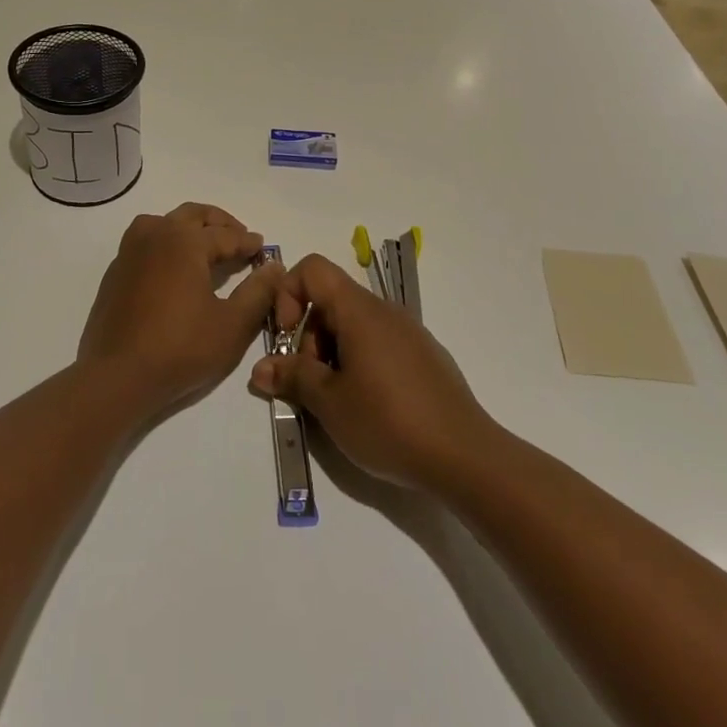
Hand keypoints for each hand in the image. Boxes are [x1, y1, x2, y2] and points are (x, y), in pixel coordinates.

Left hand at [77, 202, 281, 420]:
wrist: (117, 375)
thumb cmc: (180, 348)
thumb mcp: (232, 325)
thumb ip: (258, 292)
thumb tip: (274, 266)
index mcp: (185, 241)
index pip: (226, 235)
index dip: (248, 242)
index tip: (263, 249)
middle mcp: (156, 234)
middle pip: (193, 216)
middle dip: (220, 223)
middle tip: (239, 237)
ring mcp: (130, 251)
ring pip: (164, 222)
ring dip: (189, 226)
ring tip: (206, 246)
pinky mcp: (116, 271)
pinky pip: (146, 242)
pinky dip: (166, 243)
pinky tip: (173, 267)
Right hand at [247, 253, 496, 489]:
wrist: (466, 457)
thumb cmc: (389, 422)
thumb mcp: (330, 404)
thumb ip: (293, 378)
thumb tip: (260, 369)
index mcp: (360, 311)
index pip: (313, 269)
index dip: (289, 295)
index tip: (287, 340)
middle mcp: (385, 312)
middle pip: (331, 301)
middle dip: (308, 336)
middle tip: (309, 384)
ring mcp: (408, 333)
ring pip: (354, 326)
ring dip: (331, 354)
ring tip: (335, 401)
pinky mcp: (423, 357)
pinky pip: (378, 343)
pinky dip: (359, 363)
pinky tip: (367, 406)